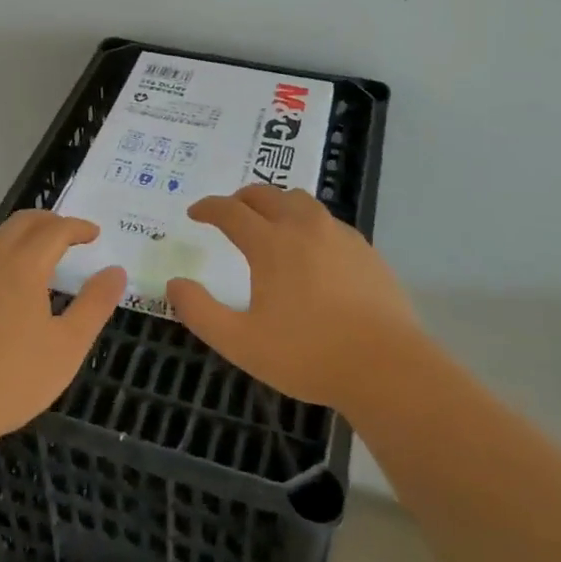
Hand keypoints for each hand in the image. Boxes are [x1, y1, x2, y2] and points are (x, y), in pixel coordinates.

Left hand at [0, 210, 125, 448]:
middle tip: (68, 233)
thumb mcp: (67, 346)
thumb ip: (94, 304)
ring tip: (34, 250)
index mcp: (24, 265)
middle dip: (49, 221)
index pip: (56, 230)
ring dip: (19, 233)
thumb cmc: (12, 378)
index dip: (78, 227)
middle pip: (22, 223)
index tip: (94, 234)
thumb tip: (116, 271)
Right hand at [166, 185, 420, 417]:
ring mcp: (338, 234)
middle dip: (241, 198)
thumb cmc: (307, 355)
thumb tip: (174, 284)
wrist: (386, 367)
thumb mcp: (241, 343)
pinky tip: (310, 249)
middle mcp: (303, 227)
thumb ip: (200, 311)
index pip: (230, 211)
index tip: (195, 212)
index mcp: (270, 243)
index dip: (208, 208)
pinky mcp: (364, 249)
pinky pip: (327, 221)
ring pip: (300, 200)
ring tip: (269, 223)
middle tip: (229, 213)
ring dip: (276, 203)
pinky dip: (306, 222)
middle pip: (266, 194)